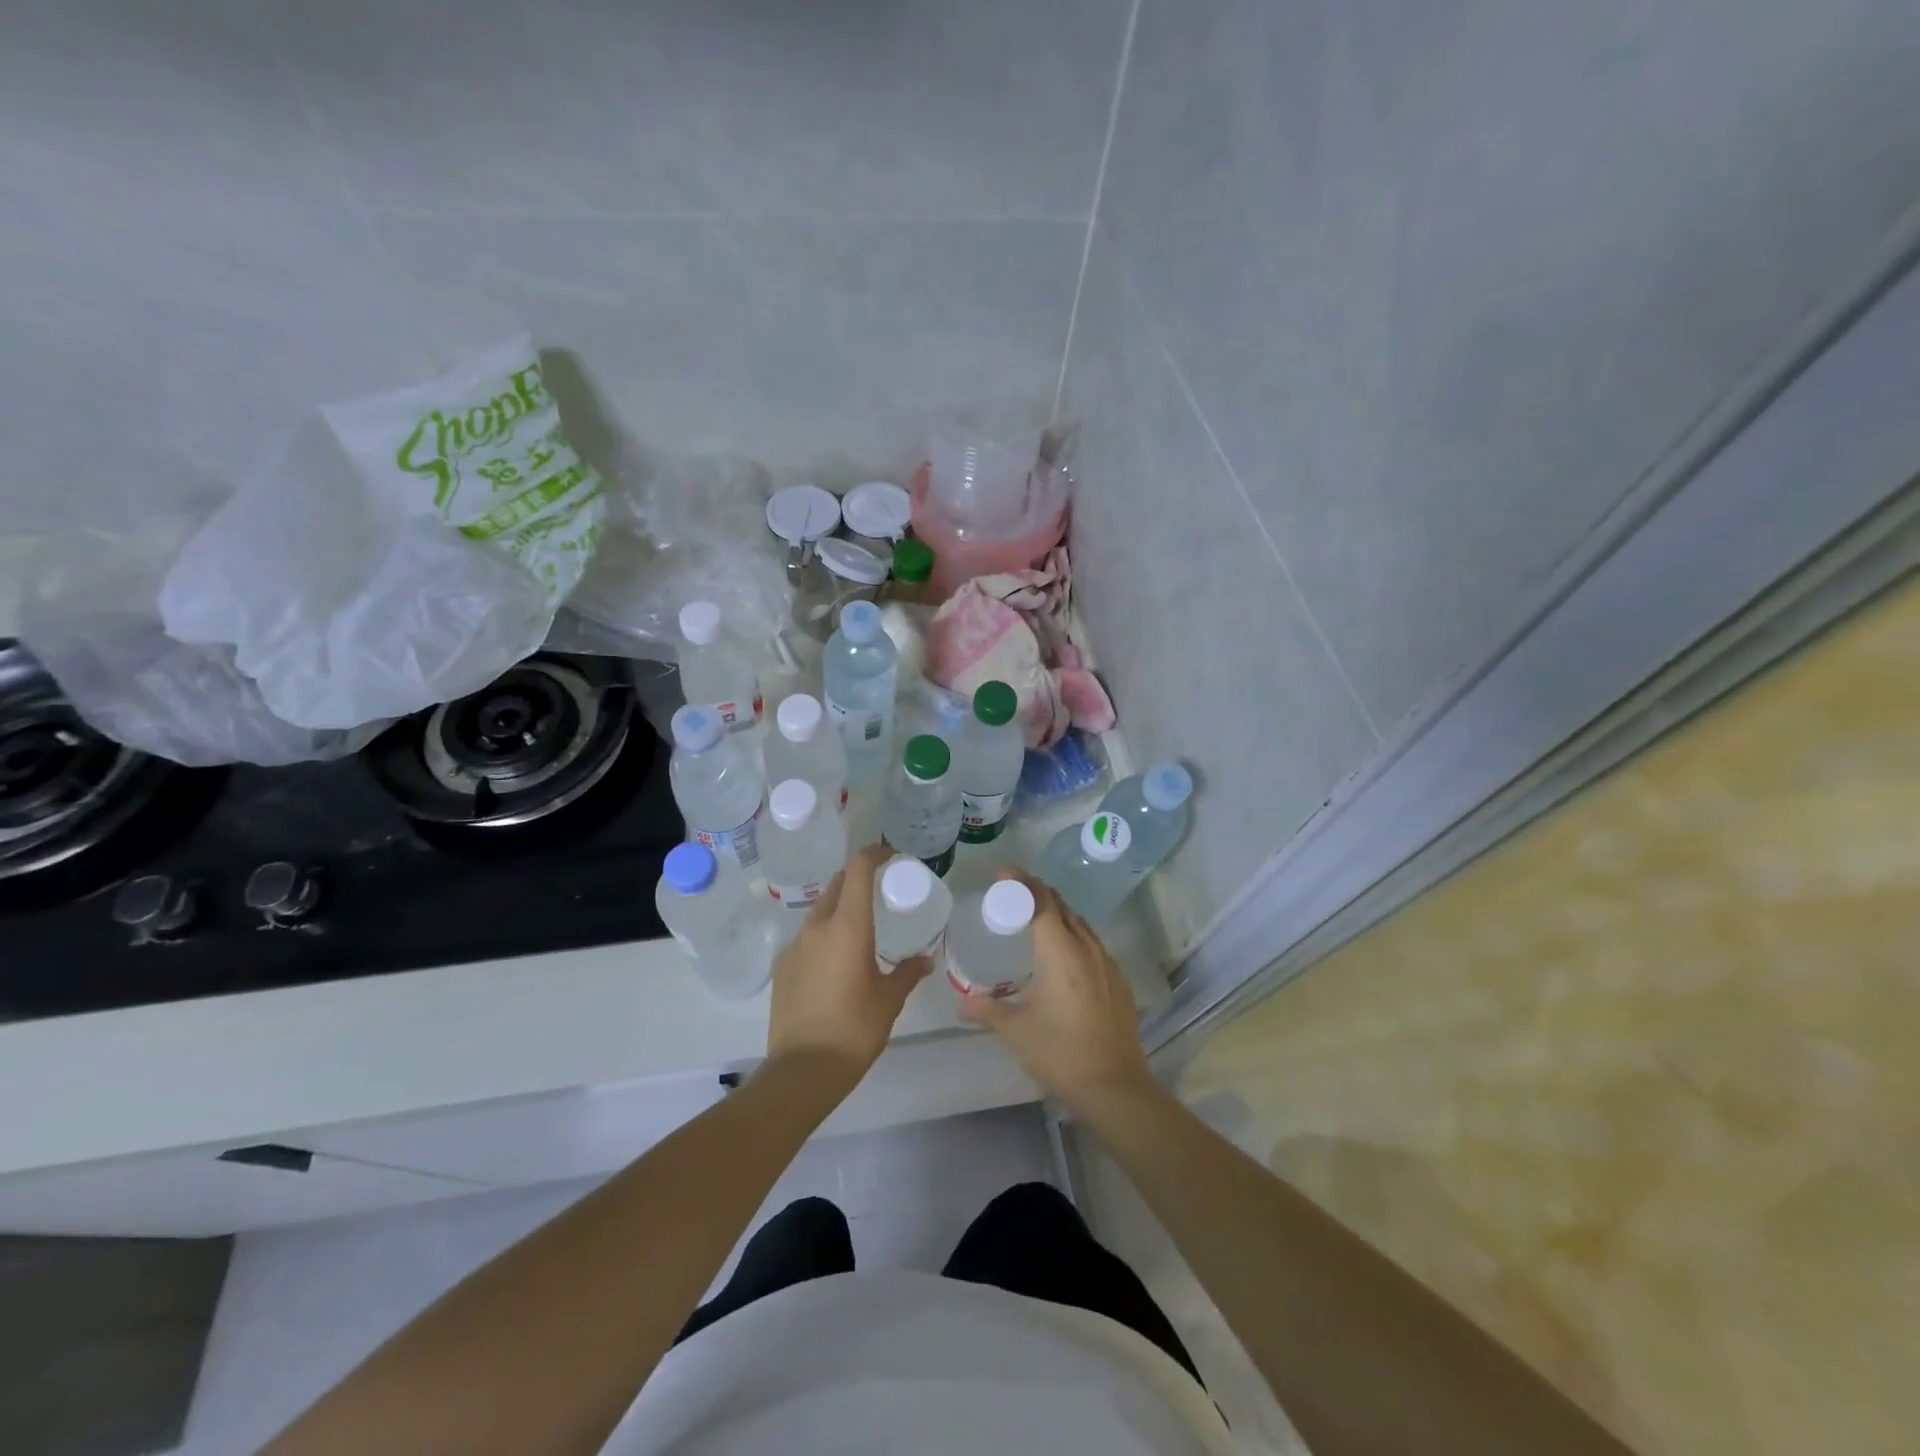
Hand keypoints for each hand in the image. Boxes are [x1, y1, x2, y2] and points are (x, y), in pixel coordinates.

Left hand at [766, 843, 932, 1087]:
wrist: (802, 1070)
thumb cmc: (855, 1029)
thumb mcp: (889, 1000)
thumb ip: (907, 973)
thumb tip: (925, 960)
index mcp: (848, 927)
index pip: (857, 870)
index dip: (873, 854)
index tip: (889, 855)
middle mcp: (817, 927)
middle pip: (836, 885)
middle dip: (856, 880)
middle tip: (878, 892)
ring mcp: (794, 946)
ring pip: (819, 911)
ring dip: (838, 909)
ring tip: (858, 930)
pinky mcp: (781, 967)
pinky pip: (806, 938)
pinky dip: (823, 936)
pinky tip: (834, 963)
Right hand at [958, 872, 1157, 1120]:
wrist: (1115, 1086)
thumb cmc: (1060, 1052)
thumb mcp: (1016, 1030)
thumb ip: (987, 1009)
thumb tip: (960, 1004)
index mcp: (1060, 951)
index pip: (1041, 901)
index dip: (1022, 882)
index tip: (1003, 874)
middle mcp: (1086, 948)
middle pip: (1062, 907)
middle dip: (1039, 893)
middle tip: (1014, 894)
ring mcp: (1107, 964)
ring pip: (1081, 925)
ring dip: (1059, 914)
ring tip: (1037, 920)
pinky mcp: (1119, 982)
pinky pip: (1093, 945)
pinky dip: (1074, 937)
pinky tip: (1064, 957)